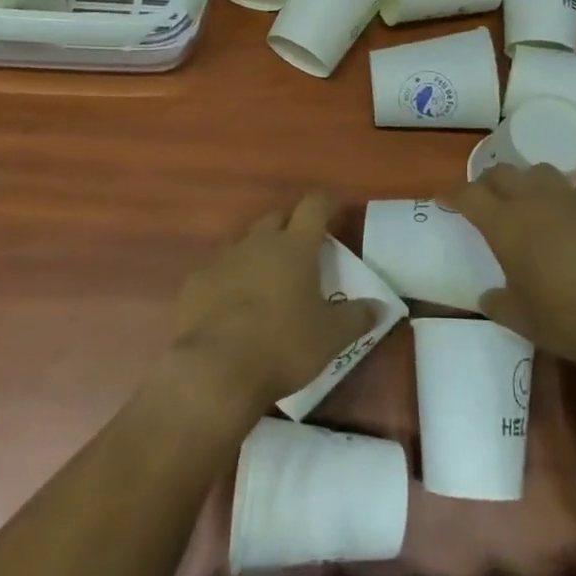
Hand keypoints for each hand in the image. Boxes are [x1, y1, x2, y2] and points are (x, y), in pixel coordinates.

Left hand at [168, 194, 380, 419]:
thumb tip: (381, 307)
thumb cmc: (283, 345)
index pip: (314, 206)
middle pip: (277, 218)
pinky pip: (218, 271)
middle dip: (291, 225)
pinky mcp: (195, 284)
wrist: (214, 371)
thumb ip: (358, 318)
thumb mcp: (331, 337)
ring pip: (245, 243)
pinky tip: (233, 306)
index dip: (327, 204)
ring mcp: (223, 260)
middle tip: (303, 248)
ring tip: (268, 280)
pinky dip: (230, 279)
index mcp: (295, 246)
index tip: (336, 210)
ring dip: (259, 253)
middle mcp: (258, 243)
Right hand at [443, 165, 575, 369]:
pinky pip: (572, 190)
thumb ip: (498, 303)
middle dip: (487, 182)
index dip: (452, 194)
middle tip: (485, 199)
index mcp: (506, 224)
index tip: (444, 198)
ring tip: (527, 203)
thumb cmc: (567, 318)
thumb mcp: (521, 319)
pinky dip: (560, 199)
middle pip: (502, 173)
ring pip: (538, 172)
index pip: (469, 195)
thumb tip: (488, 295)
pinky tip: (568, 221)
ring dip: (525, 183)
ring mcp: (570, 197)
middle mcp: (534, 200)